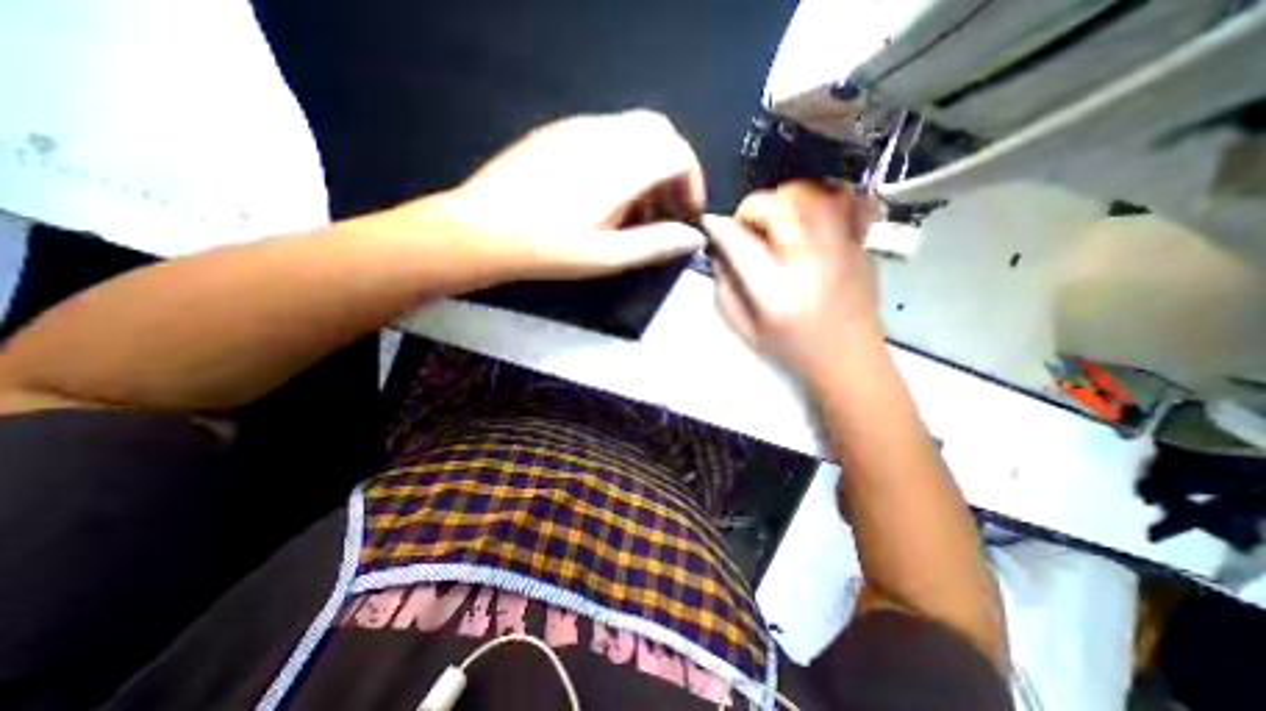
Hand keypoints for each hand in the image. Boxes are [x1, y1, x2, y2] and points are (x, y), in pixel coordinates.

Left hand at [419, 107, 707, 281]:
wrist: (482, 229)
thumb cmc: (549, 249)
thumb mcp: (608, 256)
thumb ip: (655, 244)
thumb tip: (692, 238)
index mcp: (620, 165)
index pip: (678, 154)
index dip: (692, 183)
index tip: (687, 214)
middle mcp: (604, 134)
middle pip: (660, 134)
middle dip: (673, 170)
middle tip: (666, 210)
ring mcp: (578, 128)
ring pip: (633, 133)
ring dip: (648, 167)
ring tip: (637, 211)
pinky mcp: (558, 133)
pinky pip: (606, 135)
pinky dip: (623, 160)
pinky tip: (607, 196)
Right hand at [702, 182, 882, 379]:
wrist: (849, 359)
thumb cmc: (792, 350)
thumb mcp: (744, 329)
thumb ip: (724, 288)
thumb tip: (719, 250)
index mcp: (775, 290)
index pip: (738, 241)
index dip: (719, 228)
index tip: (712, 228)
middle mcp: (810, 261)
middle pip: (778, 203)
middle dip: (753, 208)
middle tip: (749, 229)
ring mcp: (841, 247)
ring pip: (811, 191)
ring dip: (785, 200)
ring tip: (778, 222)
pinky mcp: (860, 243)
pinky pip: (845, 198)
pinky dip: (822, 196)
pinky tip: (811, 215)